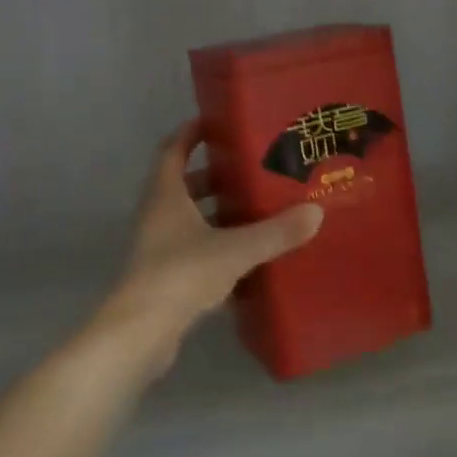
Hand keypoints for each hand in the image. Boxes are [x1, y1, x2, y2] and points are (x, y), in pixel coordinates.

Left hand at [95, 120, 322, 370]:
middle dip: (214, 174)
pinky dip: (216, 246)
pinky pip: (194, 250)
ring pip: (189, 219)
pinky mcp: (165, 278)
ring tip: (255, 208)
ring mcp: (159, 248)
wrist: (140, 334)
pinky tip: (247, 255)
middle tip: (250, 168)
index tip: (216, 122)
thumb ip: (275, 232)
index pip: (172, 150)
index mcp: (166, 196)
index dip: (191, 133)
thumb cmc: (181, 274)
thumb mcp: (235, 249)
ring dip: (216, 211)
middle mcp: (158, 216)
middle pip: (184, 184)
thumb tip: (316, 212)